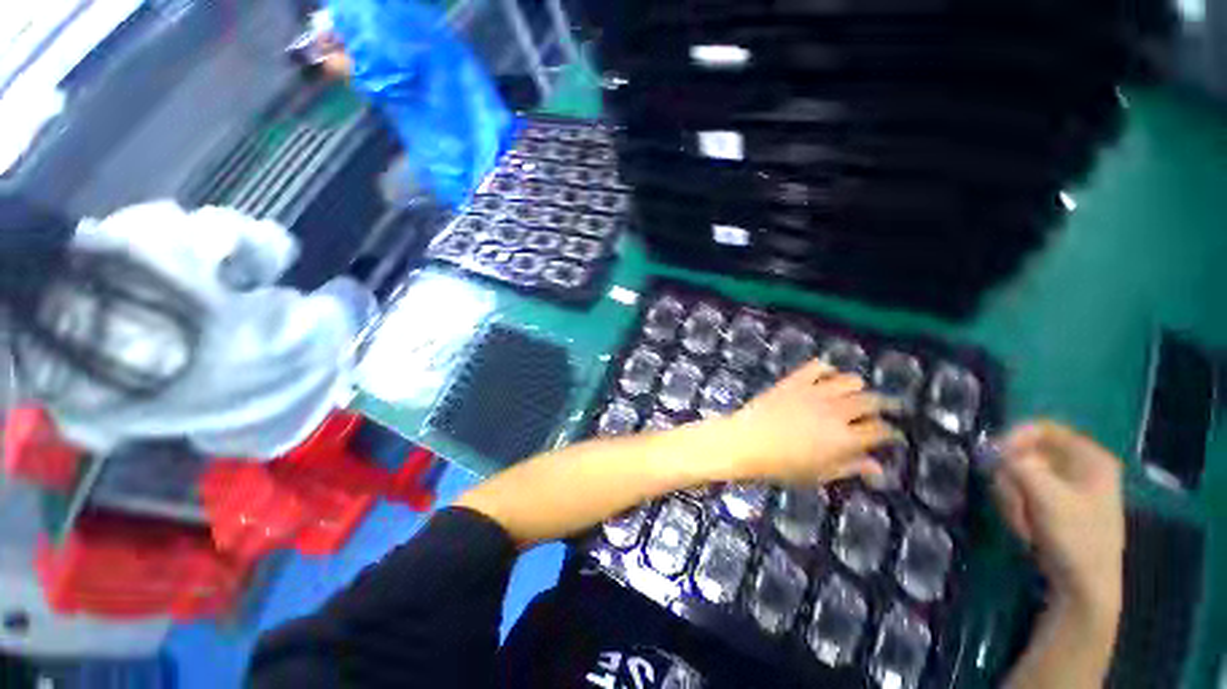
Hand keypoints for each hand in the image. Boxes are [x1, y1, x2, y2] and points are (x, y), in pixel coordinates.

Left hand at [720, 359, 897, 484]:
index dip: (890, 433)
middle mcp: (836, 411)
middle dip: (884, 406)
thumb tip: (878, 468)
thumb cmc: (780, 466)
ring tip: (855, 394)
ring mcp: (814, 392)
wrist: (745, 442)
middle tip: (885, 410)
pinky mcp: (795, 381)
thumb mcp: (818, 475)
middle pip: (872, 401)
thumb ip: (850, 468)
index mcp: (845, 438)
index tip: (890, 435)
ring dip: (858, 388)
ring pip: (850, 380)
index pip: (880, 431)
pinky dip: (826, 370)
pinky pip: (818, 366)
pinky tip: (826, 378)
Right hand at [993, 421, 1124, 615]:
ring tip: (1020, 520)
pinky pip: (1022, 492)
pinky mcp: (1054, 505)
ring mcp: (1066, 487)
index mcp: (1090, 458)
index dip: (1015, 437)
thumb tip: (992, 448)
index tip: (994, 455)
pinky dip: (1016, 506)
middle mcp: (1079, 466)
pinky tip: (1023, 526)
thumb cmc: (1075, 538)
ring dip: (1012, 496)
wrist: (1084, 587)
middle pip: (1027, 453)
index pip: (1043, 428)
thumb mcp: (1046, 498)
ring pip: (1020, 474)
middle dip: (1012, 477)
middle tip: (1011, 499)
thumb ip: (1019, 466)